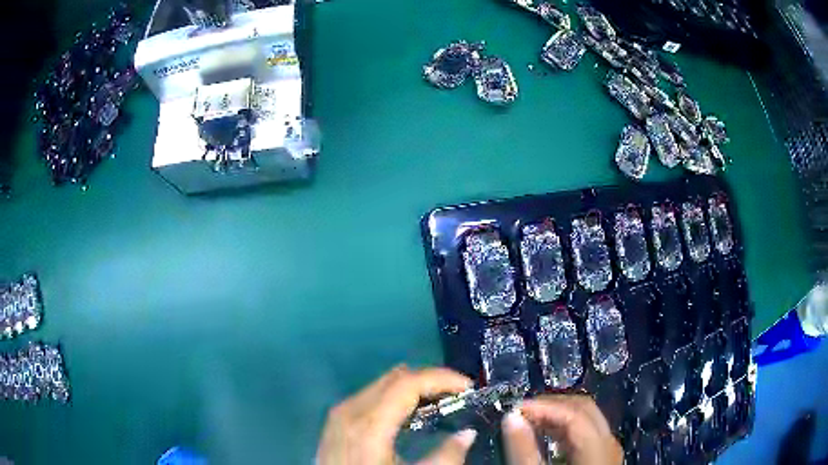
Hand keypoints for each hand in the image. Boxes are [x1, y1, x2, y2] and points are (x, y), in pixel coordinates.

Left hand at [316, 365, 477, 464]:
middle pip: (396, 377)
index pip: (408, 382)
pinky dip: (396, 397)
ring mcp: (340, 413)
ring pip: (382, 384)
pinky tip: (410, 416)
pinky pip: (370, 396)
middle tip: (457, 396)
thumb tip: (467, 434)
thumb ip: (445, 458)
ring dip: (414, 388)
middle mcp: (350, 409)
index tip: (469, 388)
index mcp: (369, 423)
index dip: (442, 378)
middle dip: (431, 381)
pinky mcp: (336, 421)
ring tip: (439, 404)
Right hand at [502, 394, 622, 464]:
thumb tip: (511, 417)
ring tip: (530, 421)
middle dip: (552, 405)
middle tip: (522, 412)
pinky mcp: (602, 457)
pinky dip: (565, 428)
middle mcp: (608, 442)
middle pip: (585, 409)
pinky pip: (586, 432)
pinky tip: (546, 435)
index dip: (544, 406)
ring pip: (587, 418)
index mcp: (597, 448)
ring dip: (558, 415)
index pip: (574, 414)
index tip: (515, 409)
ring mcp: (608, 449)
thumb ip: (523, 449)